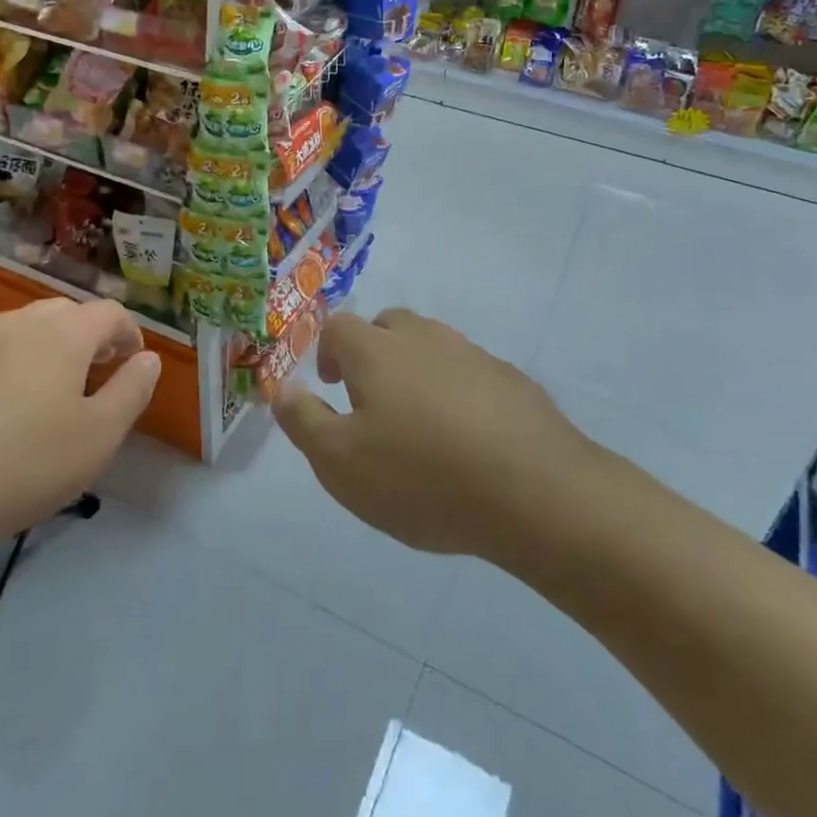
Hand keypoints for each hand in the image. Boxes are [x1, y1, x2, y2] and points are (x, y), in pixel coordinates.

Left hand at [0, 298, 158, 566]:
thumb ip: (132, 391)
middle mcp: (19, 324)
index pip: (110, 313)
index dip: (130, 334)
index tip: (134, 365)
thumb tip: (147, 359)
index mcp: (63, 333)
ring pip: (28, 331)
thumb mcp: (99, 437)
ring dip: (52, 351)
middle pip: (67, 314)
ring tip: (55, 394)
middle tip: (99, 376)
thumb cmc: (23, 464)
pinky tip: (6, 414)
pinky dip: (15, 368)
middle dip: (92, 338)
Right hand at [274, 307, 591, 560]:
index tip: (333, 388)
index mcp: (377, 351)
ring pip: (432, 346)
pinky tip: (467, 440)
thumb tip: (282, 388)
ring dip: (417, 371)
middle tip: (373, 402)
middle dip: (373, 352)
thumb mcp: (341, 463)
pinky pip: (471, 373)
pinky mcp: (511, 380)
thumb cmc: (421, 477)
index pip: (340, 326)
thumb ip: (304, 421)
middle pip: (389, 325)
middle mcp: (424, 338)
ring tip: (420, 425)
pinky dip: (458, 393)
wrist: (534, 491)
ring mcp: (473, 354)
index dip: (329, 351)